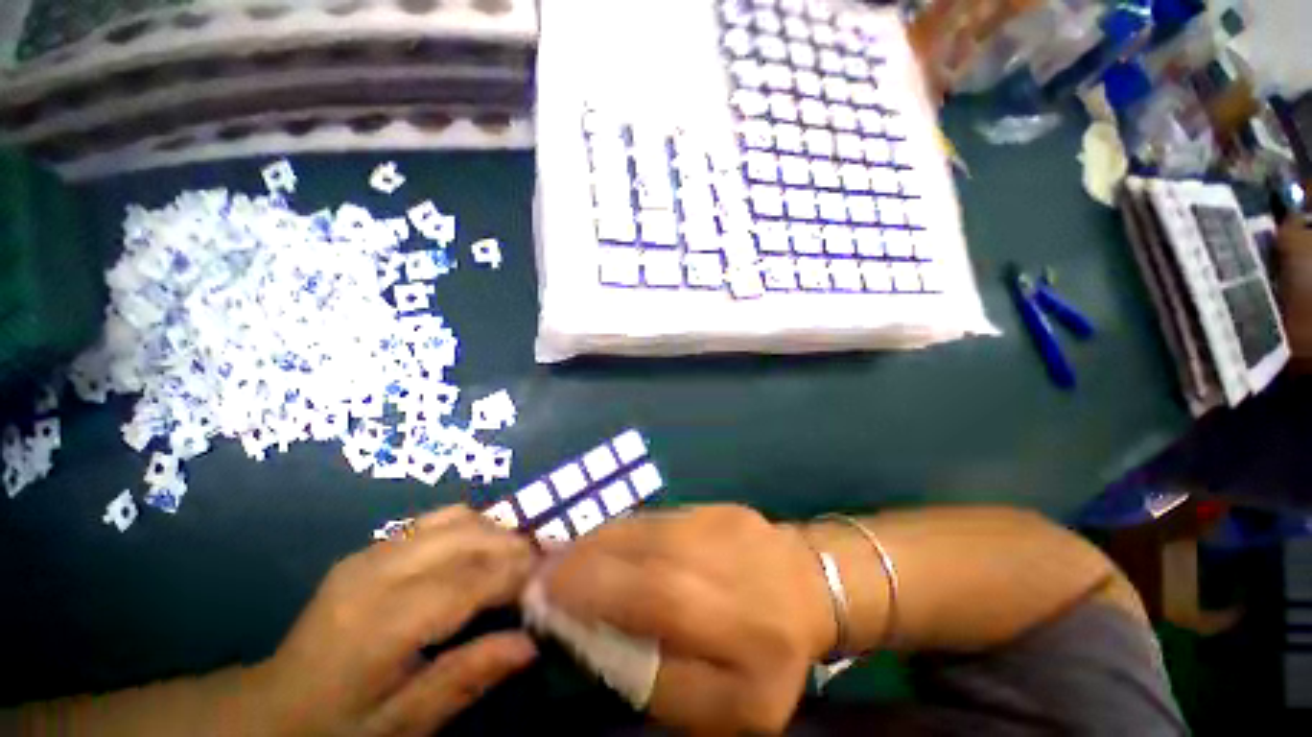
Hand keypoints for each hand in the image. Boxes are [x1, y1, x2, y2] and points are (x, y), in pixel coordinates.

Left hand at [254, 506, 538, 736]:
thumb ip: (463, 681)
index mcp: (377, 624)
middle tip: (541, 567)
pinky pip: (437, 519)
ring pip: (455, 519)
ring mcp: (371, 553)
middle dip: (512, 545)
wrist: (272, 707)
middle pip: (465, 537)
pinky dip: (472, 527)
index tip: (552, 577)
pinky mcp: (372, 547)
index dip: (514, 575)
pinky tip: (481, 552)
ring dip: (495, 531)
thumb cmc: (338, 726)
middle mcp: (375, 573)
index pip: (465, 582)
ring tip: (517, 559)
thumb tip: (530, 644)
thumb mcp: (400, 727)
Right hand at [541, 506, 835, 733]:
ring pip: (646, 527)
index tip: (545, 599)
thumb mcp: (725, 708)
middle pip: (646, 553)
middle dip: (584, 561)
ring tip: (563, 559)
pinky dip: (622, 530)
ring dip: (597, 542)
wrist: (811, 585)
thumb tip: (602, 641)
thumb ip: (660, 681)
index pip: (657, 599)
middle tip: (542, 576)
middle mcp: (728, 564)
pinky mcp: (715, 505)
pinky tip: (602, 543)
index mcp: (743, 630)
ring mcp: (722, 524)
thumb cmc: (770, 658)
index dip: (597, 593)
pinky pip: (657, 517)